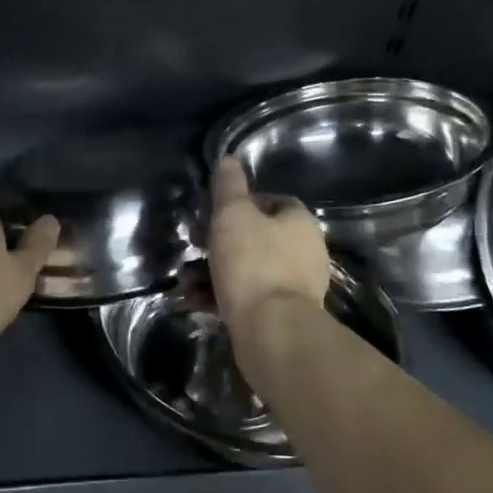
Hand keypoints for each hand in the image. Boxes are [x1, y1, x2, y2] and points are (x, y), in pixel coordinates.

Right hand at [208, 160, 328, 336]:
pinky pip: (248, 298)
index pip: (271, 201)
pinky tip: (197, 302)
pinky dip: (222, 296)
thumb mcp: (233, 215)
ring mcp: (297, 287)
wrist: (273, 332)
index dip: (240, 203)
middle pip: (258, 236)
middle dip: (221, 240)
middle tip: (195, 244)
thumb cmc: (253, 263)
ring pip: (249, 269)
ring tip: (187, 279)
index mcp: (300, 222)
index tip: (213, 212)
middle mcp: (306, 252)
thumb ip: (229, 186)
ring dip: (215, 271)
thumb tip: (229, 159)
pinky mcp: (283, 317)